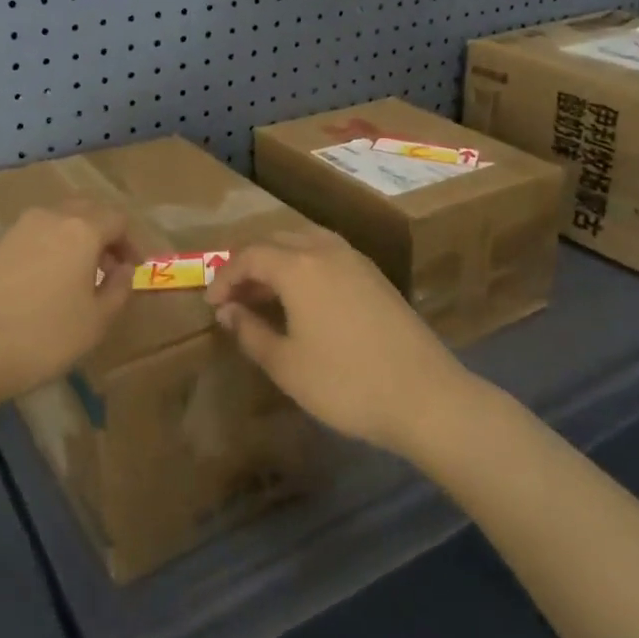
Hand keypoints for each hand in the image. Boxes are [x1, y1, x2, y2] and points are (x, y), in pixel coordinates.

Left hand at [0, 200, 137, 416]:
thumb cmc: (40, 338)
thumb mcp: (95, 323)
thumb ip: (119, 289)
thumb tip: (123, 269)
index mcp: (80, 229)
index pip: (117, 219)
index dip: (131, 242)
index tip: (134, 268)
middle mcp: (46, 217)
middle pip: (83, 210)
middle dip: (100, 232)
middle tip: (105, 265)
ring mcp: (9, 227)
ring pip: (49, 222)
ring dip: (65, 240)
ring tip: (66, 275)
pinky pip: (19, 238)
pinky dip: (34, 251)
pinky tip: (27, 284)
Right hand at [205, 227, 464, 455]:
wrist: (426, 396)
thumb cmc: (346, 383)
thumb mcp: (287, 365)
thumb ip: (250, 332)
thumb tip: (228, 311)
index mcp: (298, 266)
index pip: (249, 256)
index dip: (225, 277)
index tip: (212, 303)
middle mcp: (325, 250)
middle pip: (275, 241)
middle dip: (249, 264)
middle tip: (234, 297)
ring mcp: (354, 259)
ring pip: (303, 242)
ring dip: (278, 261)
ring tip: (265, 295)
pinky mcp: (374, 274)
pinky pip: (326, 253)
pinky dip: (304, 265)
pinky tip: (304, 298)